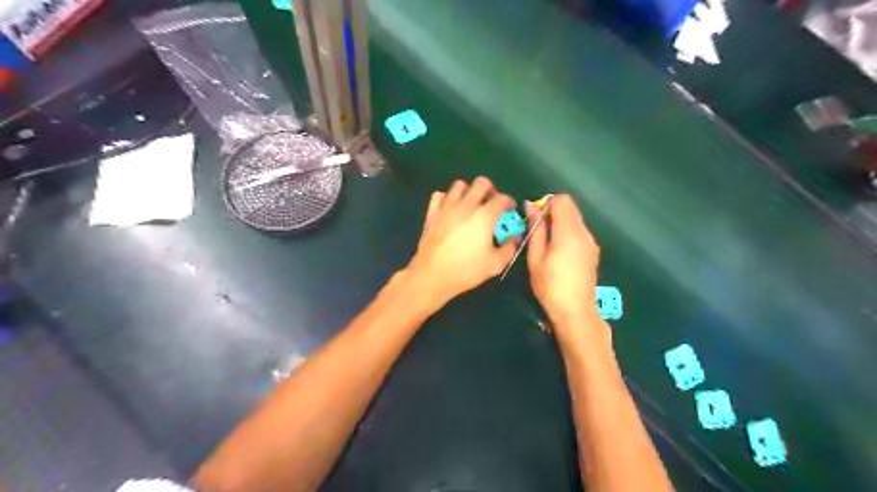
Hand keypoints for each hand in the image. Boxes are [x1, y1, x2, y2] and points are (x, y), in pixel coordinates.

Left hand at [406, 176, 515, 306]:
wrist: (432, 275)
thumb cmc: (466, 270)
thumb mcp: (495, 264)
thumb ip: (509, 248)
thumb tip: (515, 237)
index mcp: (485, 216)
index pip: (502, 198)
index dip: (509, 203)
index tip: (509, 211)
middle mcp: (466, 205)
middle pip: (481, 183)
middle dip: (490, 190)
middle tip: (491, 204)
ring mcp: (447, 207)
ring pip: (459, 185)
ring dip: (468, 191)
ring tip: (470, 205)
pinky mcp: (432, 213)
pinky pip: (439, 195)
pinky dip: (447, 199)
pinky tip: (450, 210)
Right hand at [523, 195, 598, 327]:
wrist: (576, 311)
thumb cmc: (550, 285)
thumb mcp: (536, 257)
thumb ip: (536, 229)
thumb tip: (531, 205)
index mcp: (569, 232)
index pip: (562, 200)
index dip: (546, 204)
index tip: (535, 220)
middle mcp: (584, 232)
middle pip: (570, 207)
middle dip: (552, 213)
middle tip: (538, 232)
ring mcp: (591, 241)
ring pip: (575, 219)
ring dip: (560, 223)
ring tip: (547, 245)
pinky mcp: (593, 250)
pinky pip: (579, 231)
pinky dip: (567, 233)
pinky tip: (559, 253)